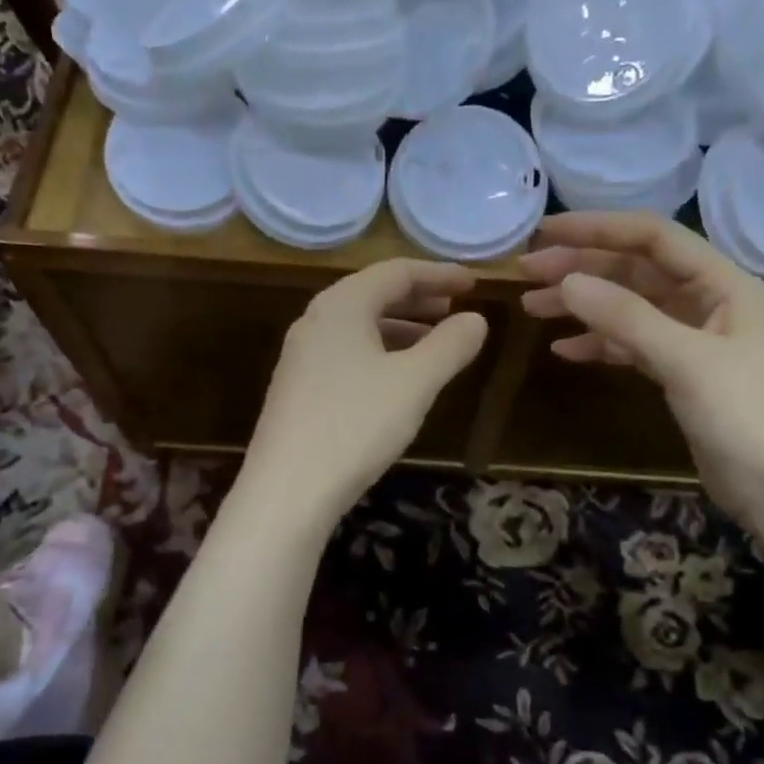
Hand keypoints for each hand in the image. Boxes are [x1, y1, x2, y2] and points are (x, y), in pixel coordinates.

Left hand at [244, 260, 487, 524]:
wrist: (287, 490)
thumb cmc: (356, 425)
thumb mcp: (415, 383)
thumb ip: (450, 346)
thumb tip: (476, 319)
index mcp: (341, 305)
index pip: (396, 272)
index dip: (439, 274)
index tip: (474, 284)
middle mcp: (316, 321)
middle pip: (374, 295)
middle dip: (420, 300)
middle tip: (457, 310)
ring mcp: (302, 356)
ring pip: (361, 327)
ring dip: (402, 329)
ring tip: (436, 344)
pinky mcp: (299, 388)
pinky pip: (348, 354)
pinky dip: (381, 354)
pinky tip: (400, 380)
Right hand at [517, 212, 763, 522]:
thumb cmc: (746, 417)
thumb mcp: (685, 361)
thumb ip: (626, 318)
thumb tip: (566, 281)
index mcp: (721, 282)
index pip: (652, 237)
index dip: (597, 229)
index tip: (545, 232)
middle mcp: (707, 300)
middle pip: (634, 269)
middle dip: (581, 268)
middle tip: (527, 272)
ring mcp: (693, 337)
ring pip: (628, 306)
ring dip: (583, 305)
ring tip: (533, 307)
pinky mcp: (680, 371)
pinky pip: (632, 343)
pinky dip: (599, 343)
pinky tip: (564, 349)